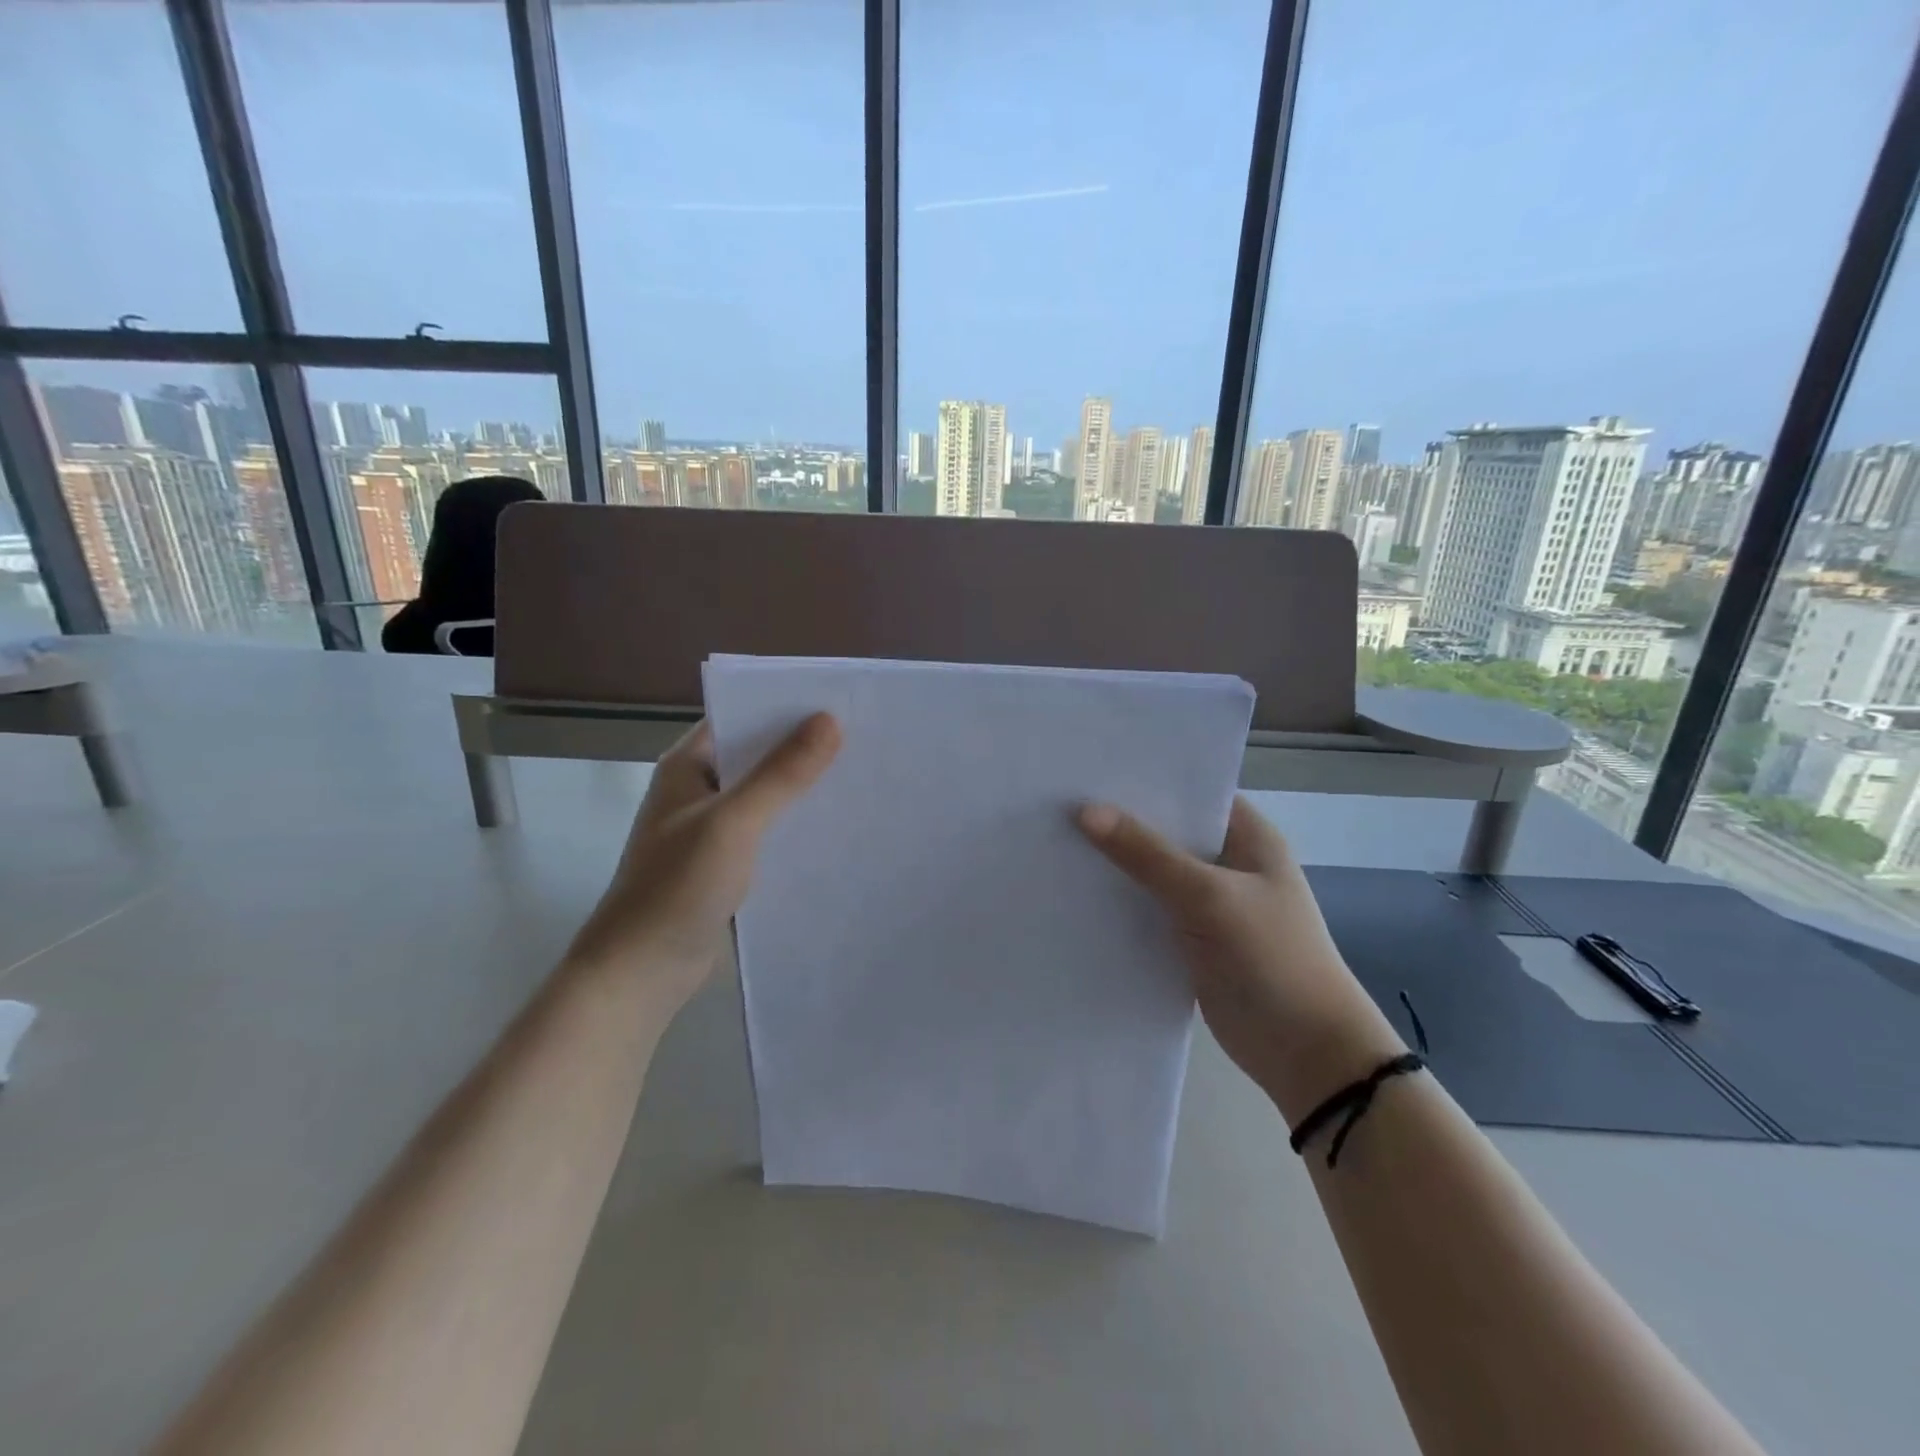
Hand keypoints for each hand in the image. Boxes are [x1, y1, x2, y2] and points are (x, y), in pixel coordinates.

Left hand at [566, 714, 840, 1014]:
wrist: (641, 971)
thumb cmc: (677, 886)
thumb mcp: (733, 822)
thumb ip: (781, 774)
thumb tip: (830, 720)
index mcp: (688, 765)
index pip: (741, 717)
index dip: (787, 708)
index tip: (840, 703)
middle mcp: (699, 789)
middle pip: (758, 756)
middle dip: (804, 749)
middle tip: (864, 740)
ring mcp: (712, 828)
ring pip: (767, 796)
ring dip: (803, 790)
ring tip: (861, 779)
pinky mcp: (726, 863)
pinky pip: (768, 831)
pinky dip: (796, 826)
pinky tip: (835, 829)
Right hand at [1077, 796, 1403, 1119]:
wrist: (1305, 1053)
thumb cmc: (1270, 958)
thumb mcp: (1208, 897)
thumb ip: (1147, 854)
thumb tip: (1084, 811)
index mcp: (1246, 835)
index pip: (1189, 791)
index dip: (1143, 778)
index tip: (1088, 767)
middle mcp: (1227, 861)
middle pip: (1165, 830)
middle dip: (1119, 820)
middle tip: (1056, 800)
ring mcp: (1208, 902)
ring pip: (1152, 871)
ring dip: (1115, 862)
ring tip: (1052, 839)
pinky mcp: (1190, 938)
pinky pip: (1147, 908)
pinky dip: (1119, 901)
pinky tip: (1074, 891)